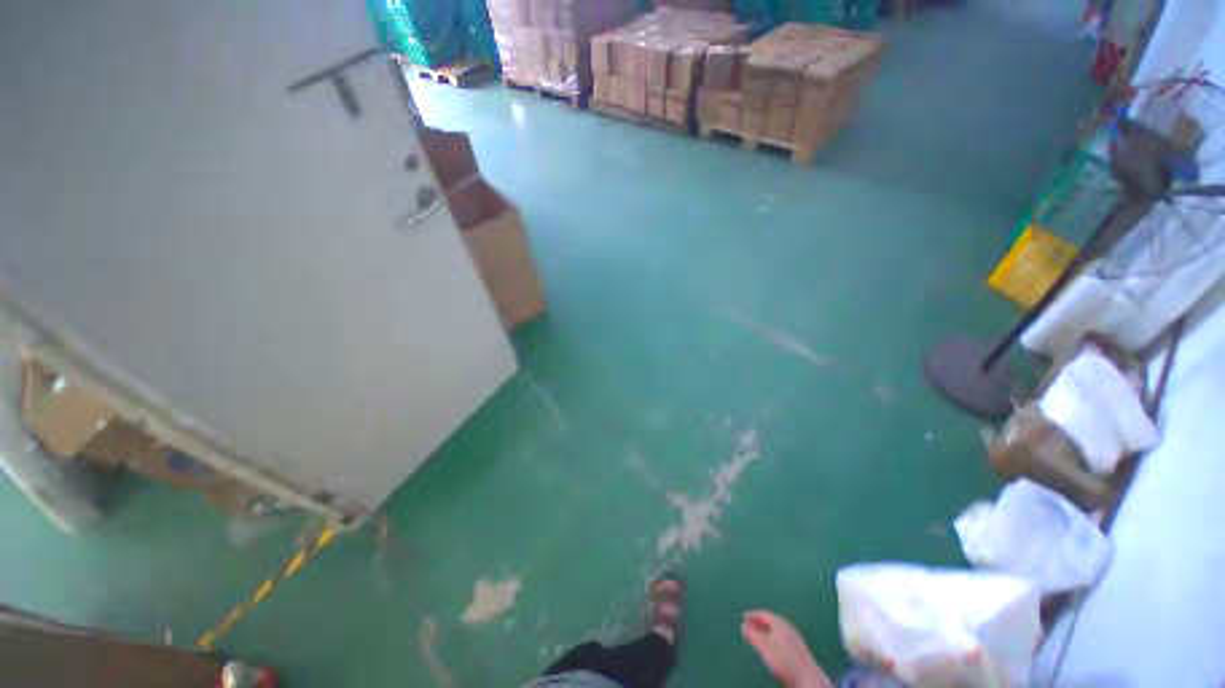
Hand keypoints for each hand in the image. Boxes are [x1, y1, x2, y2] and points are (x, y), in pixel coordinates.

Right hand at [741, 610, 832, 687]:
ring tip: (758, 636)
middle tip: (749, 626)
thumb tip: (743, 625)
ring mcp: (794, 635)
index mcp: (778, 622)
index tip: (742, 618)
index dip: (752, 614)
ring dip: (766, 629)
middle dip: (759, 622)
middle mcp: (787, 625)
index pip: (762, 613)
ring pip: (776, 628)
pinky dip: (773, 636)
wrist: (807, 677)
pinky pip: (781, 635)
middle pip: (770, 619)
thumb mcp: (764, 647)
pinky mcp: (798, 646)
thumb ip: (753, 635)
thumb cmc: (783, 660)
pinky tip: (772, 645)